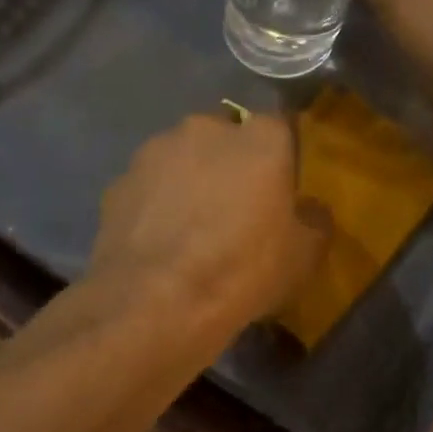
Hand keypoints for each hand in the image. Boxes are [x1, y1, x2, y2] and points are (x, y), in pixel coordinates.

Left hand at [89, 112, 330, 347]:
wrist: (154, 302)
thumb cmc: (242, 272)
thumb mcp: (302, 257)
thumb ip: (313, 221)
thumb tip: (310, 210)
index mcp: (259, 140)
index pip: (278, 129)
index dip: (279, 159)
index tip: (278, 190)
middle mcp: (204, 130)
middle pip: (225, 138)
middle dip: (230, 164)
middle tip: (234, 208)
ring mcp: (154, 152)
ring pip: (181, 158)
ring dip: (189, 181)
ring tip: (189, 228)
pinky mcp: (118, 182)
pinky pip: (149, 187)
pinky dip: (155, 204)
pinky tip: (158, 241)